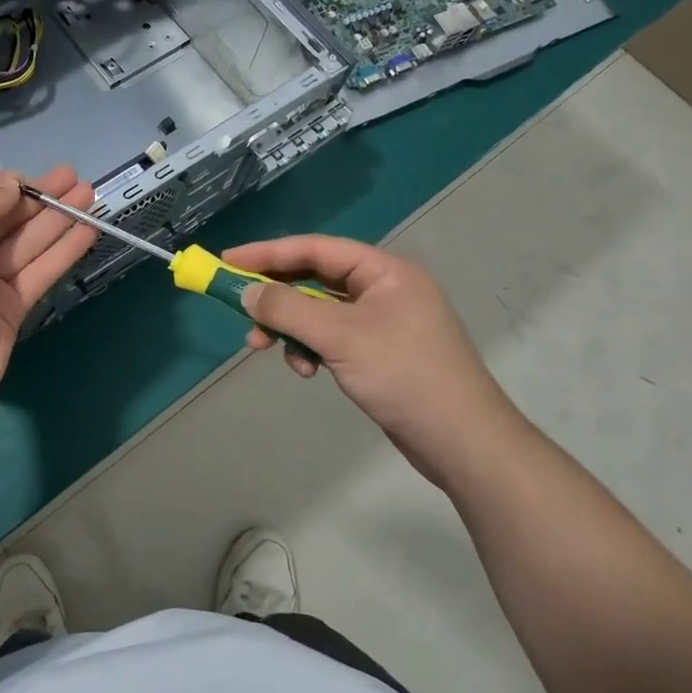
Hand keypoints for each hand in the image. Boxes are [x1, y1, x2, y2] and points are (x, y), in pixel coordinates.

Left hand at [0, 166, 96, 422]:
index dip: (5, 185)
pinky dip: (63, 252)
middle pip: (5, 219)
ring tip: (91, 196)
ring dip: (58, 220)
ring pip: (27, 244)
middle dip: (40, 199)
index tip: (37, 177)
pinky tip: (87, 232)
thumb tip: (12, 185)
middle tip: (76, 179)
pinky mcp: (10, 309)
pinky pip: (39, 273)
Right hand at [224, 235, 528, 487]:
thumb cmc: (405, 376)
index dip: (268, 253)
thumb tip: (247, 292)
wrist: (463, 443)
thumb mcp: (340, 337)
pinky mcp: (378, 351)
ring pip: (318, 312)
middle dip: (276, 297)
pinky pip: (331, 337)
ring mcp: (382, 321)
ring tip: (265, 349)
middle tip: (240, 309)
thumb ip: (288, 309)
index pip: (315, 249)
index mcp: (384, 271)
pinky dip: (311, 349)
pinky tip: (306, 370)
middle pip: (314, 279)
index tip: (228, 261)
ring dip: (290, 328)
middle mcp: (383, 289)